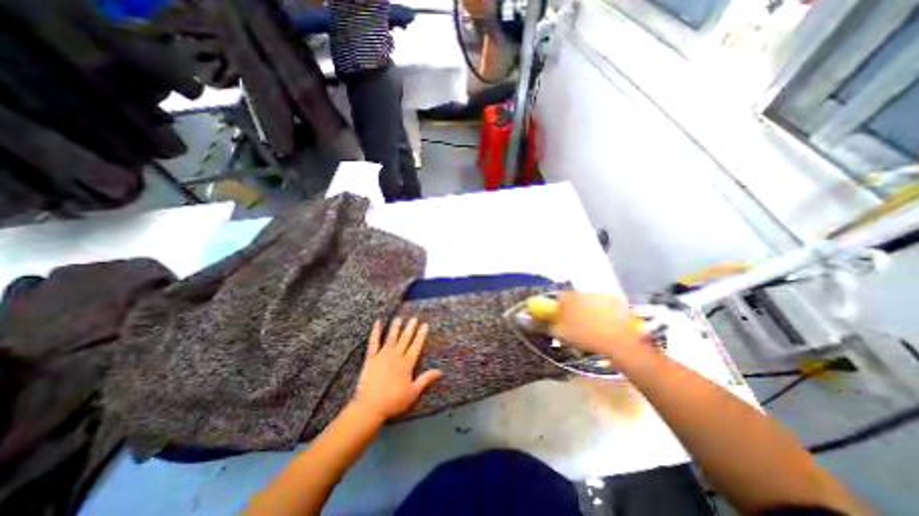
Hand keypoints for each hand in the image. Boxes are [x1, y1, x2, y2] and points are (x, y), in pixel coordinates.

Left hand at [353, 316, 441, 421]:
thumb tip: (440, 371)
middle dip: (410, 328)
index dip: (421, 335)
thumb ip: (426, 379)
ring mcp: (383, 355)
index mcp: (407, 364)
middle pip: (405, 339)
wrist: (370, 406)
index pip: (416, 346)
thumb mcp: (413, 392)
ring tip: (399, 318)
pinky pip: (373, 342)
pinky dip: (375, 332)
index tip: (425, 325)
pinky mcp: (371, 358)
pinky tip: (377, 323)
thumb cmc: (394, 401)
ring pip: (391, 338)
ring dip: (396, 327)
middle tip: (414, 318)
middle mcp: (396, 356)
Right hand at [551, 291, 644, 360]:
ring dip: (590, 307)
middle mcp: (583, 292)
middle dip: (576, 307)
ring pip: (591, 299)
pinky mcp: (615, 299)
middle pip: (576, 297)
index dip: (559, 307)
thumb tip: (553, 324)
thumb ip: (554, 327)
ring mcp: (600, 294)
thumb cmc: (586, 335)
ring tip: (594, 323)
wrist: (618, 338)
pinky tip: (607, 322)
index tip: (561, 317)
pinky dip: (605, 309)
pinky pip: (606, 303)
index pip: (559, 298)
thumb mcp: (563, 334)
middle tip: (578, 321)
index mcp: (569, 298)